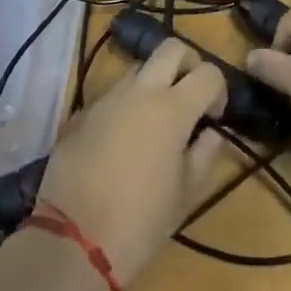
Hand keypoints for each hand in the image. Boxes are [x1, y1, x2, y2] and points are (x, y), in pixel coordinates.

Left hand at [36, 39, 227, 285]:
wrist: (72, 241)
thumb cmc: (141, 222)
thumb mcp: (186, 195)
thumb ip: (205, 154)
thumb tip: (212, 133)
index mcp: (173, 108)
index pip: (209, 73)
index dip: (219, 90)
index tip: (214, 116)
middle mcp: (140, 90)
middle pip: (172, 48)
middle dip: (188, 64)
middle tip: (189, 97)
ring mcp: (107, 98)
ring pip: (139, 68)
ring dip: (154, 83)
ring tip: (154, 121)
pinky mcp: (81, 112)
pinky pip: (112, 95)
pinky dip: (125, 106)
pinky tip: (122, 141)